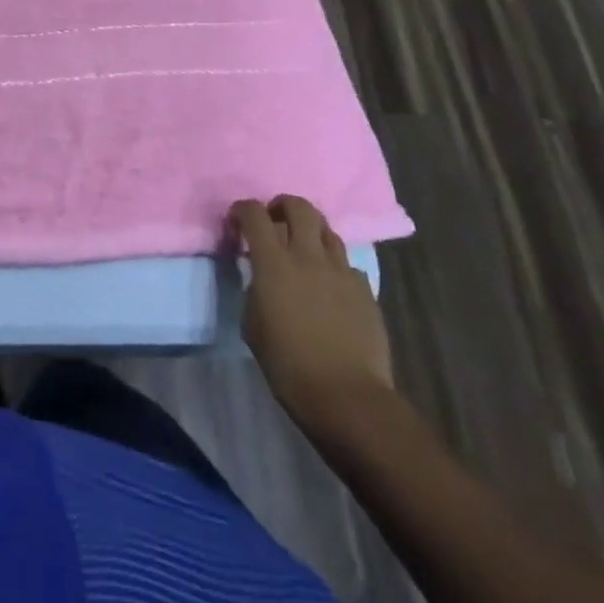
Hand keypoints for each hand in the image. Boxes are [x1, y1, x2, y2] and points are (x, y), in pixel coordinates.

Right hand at [230, 196, 393, 430]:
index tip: (237, 221)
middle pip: (300, 207)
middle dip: (283, 206)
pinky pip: (348, 265)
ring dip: (311, 234)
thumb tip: (262, 277)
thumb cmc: (287, 363)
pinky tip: (329, 287)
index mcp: (274, 262)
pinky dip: (335, 267)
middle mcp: (309, 257)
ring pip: (328, 231)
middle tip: (275, 221)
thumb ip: (255, 288)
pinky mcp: (366, 292)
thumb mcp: (252, 321)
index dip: (243, 209)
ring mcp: (342, 272)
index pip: (254, 214)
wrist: (346, 396)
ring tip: (304, 252)